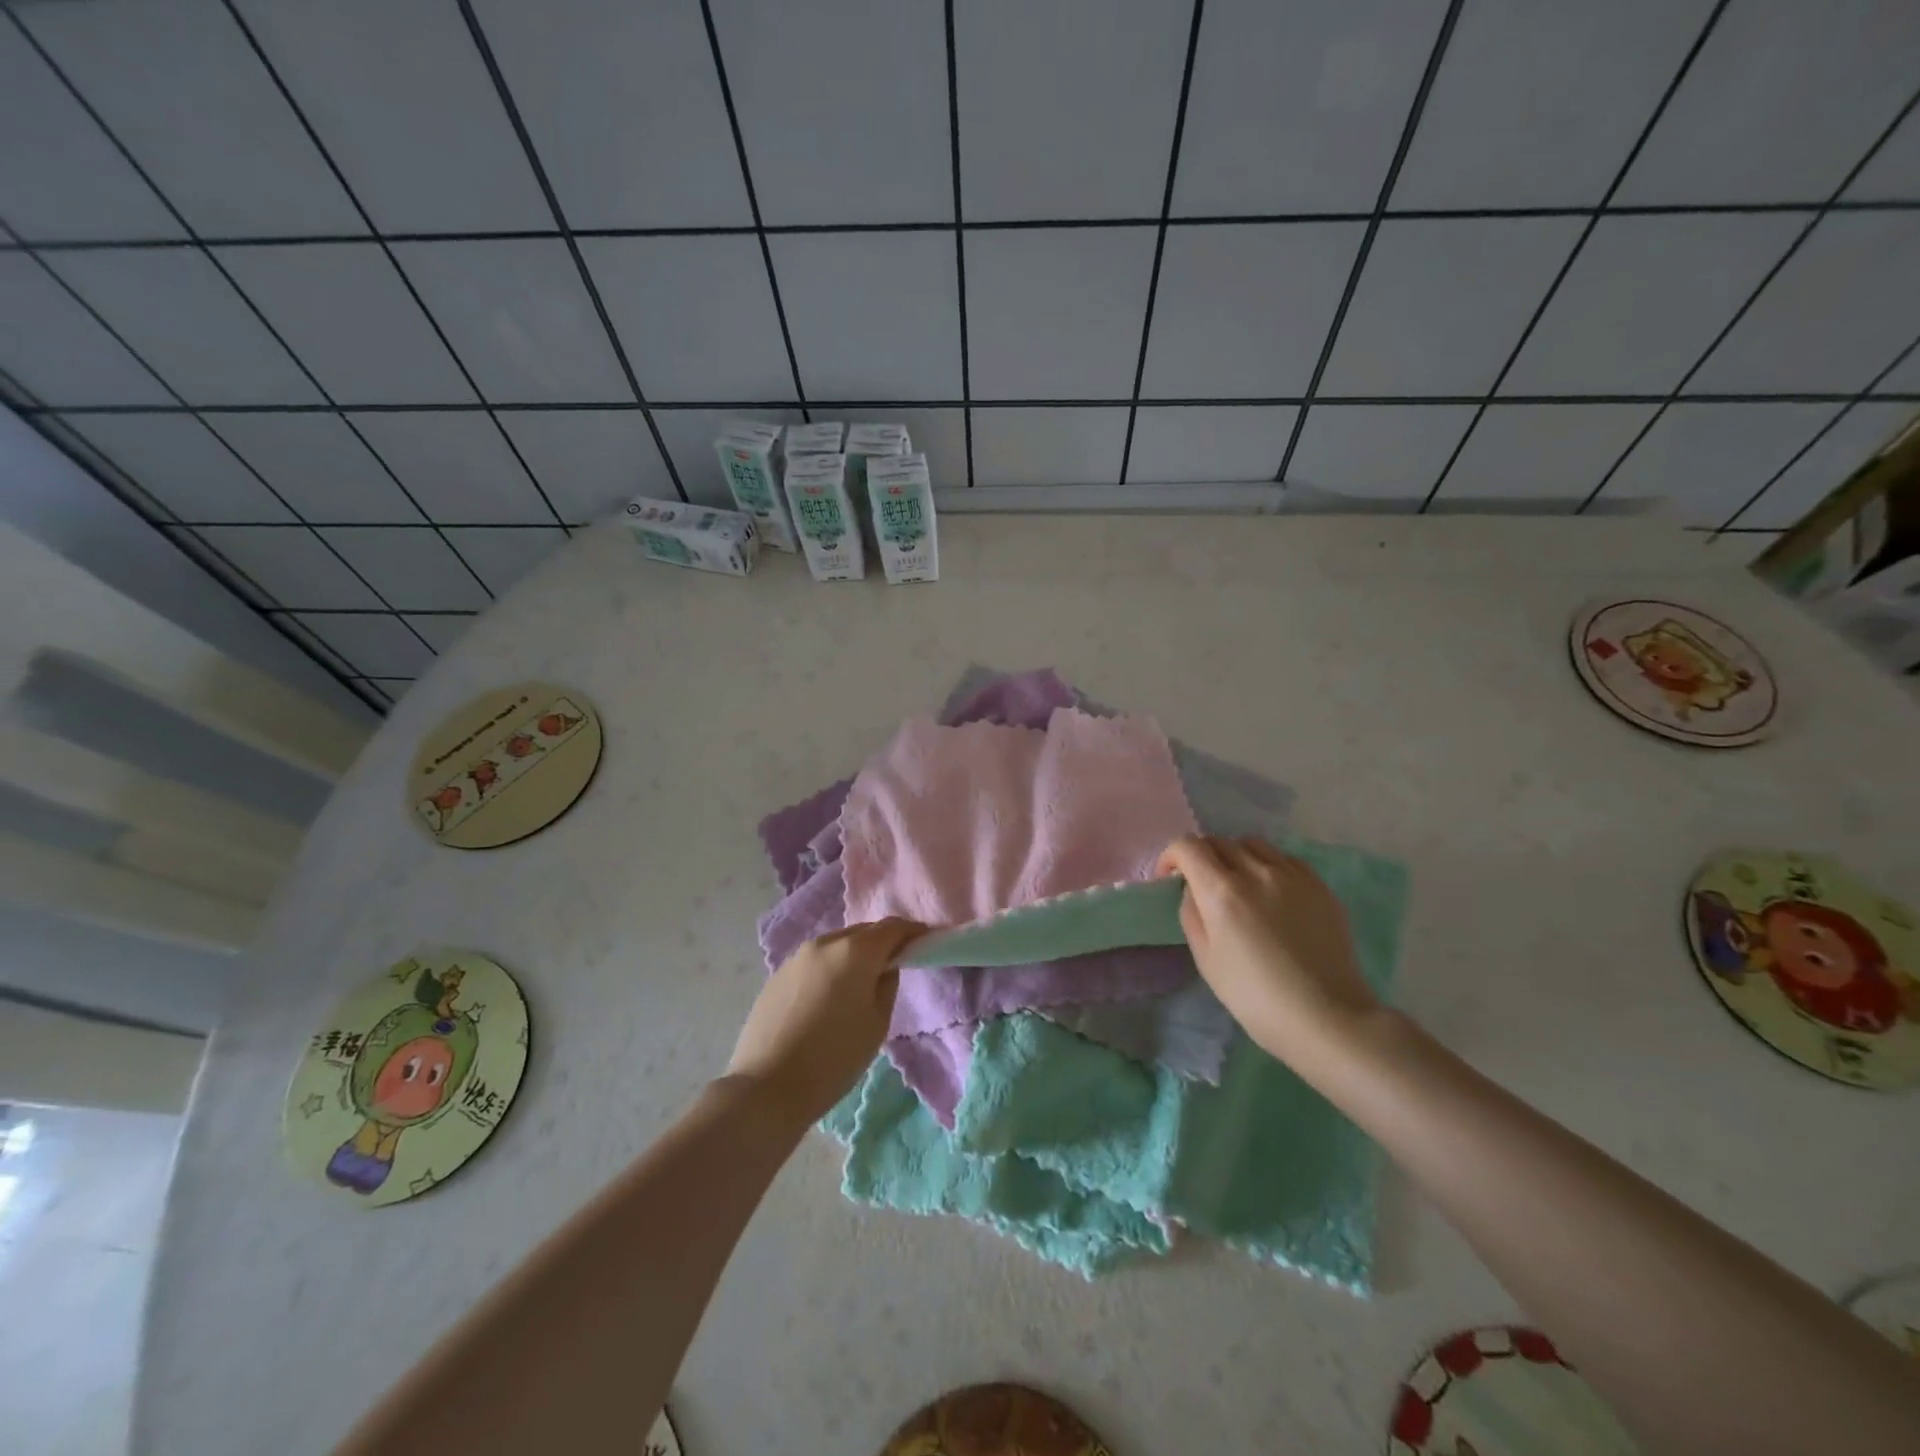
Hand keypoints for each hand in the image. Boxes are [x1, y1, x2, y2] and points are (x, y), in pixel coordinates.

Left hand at [725, 918, 923, 1125]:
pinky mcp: (777, 975)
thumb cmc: (834, 1058)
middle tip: (897, 962)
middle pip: (862, 932)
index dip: (913, 932)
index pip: (892, 927)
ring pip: (836, 945)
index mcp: (854, 951)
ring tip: (862, 980)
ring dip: (855, 954)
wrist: (767, 1088)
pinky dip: (831, 968)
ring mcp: (796, 957)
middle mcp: (824, 943)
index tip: (927, 941)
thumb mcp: (877, 1024)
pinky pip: (815, 962)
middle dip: (883, 942)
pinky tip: (831, 996)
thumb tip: (884, 968)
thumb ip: (887, 985)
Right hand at [1156, 835, 1379, 1064]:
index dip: (1171, 857)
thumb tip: (1194, 889)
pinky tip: (1272, 892)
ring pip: (1252, 843)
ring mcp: (1292, 875)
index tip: (1170, 878)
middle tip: (1202, 885)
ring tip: (1239, 883)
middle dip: (1201, 857)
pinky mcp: (1319, 885)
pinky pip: (1284, 858)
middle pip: (1218, 841)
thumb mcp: (1205, 959)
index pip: (1187, 846)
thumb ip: (1192, 914)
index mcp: (1222, 891)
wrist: (1326, 1017)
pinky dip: (1268, 865)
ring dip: (1235, 856)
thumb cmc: (1255, 997)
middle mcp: (1256, 872)